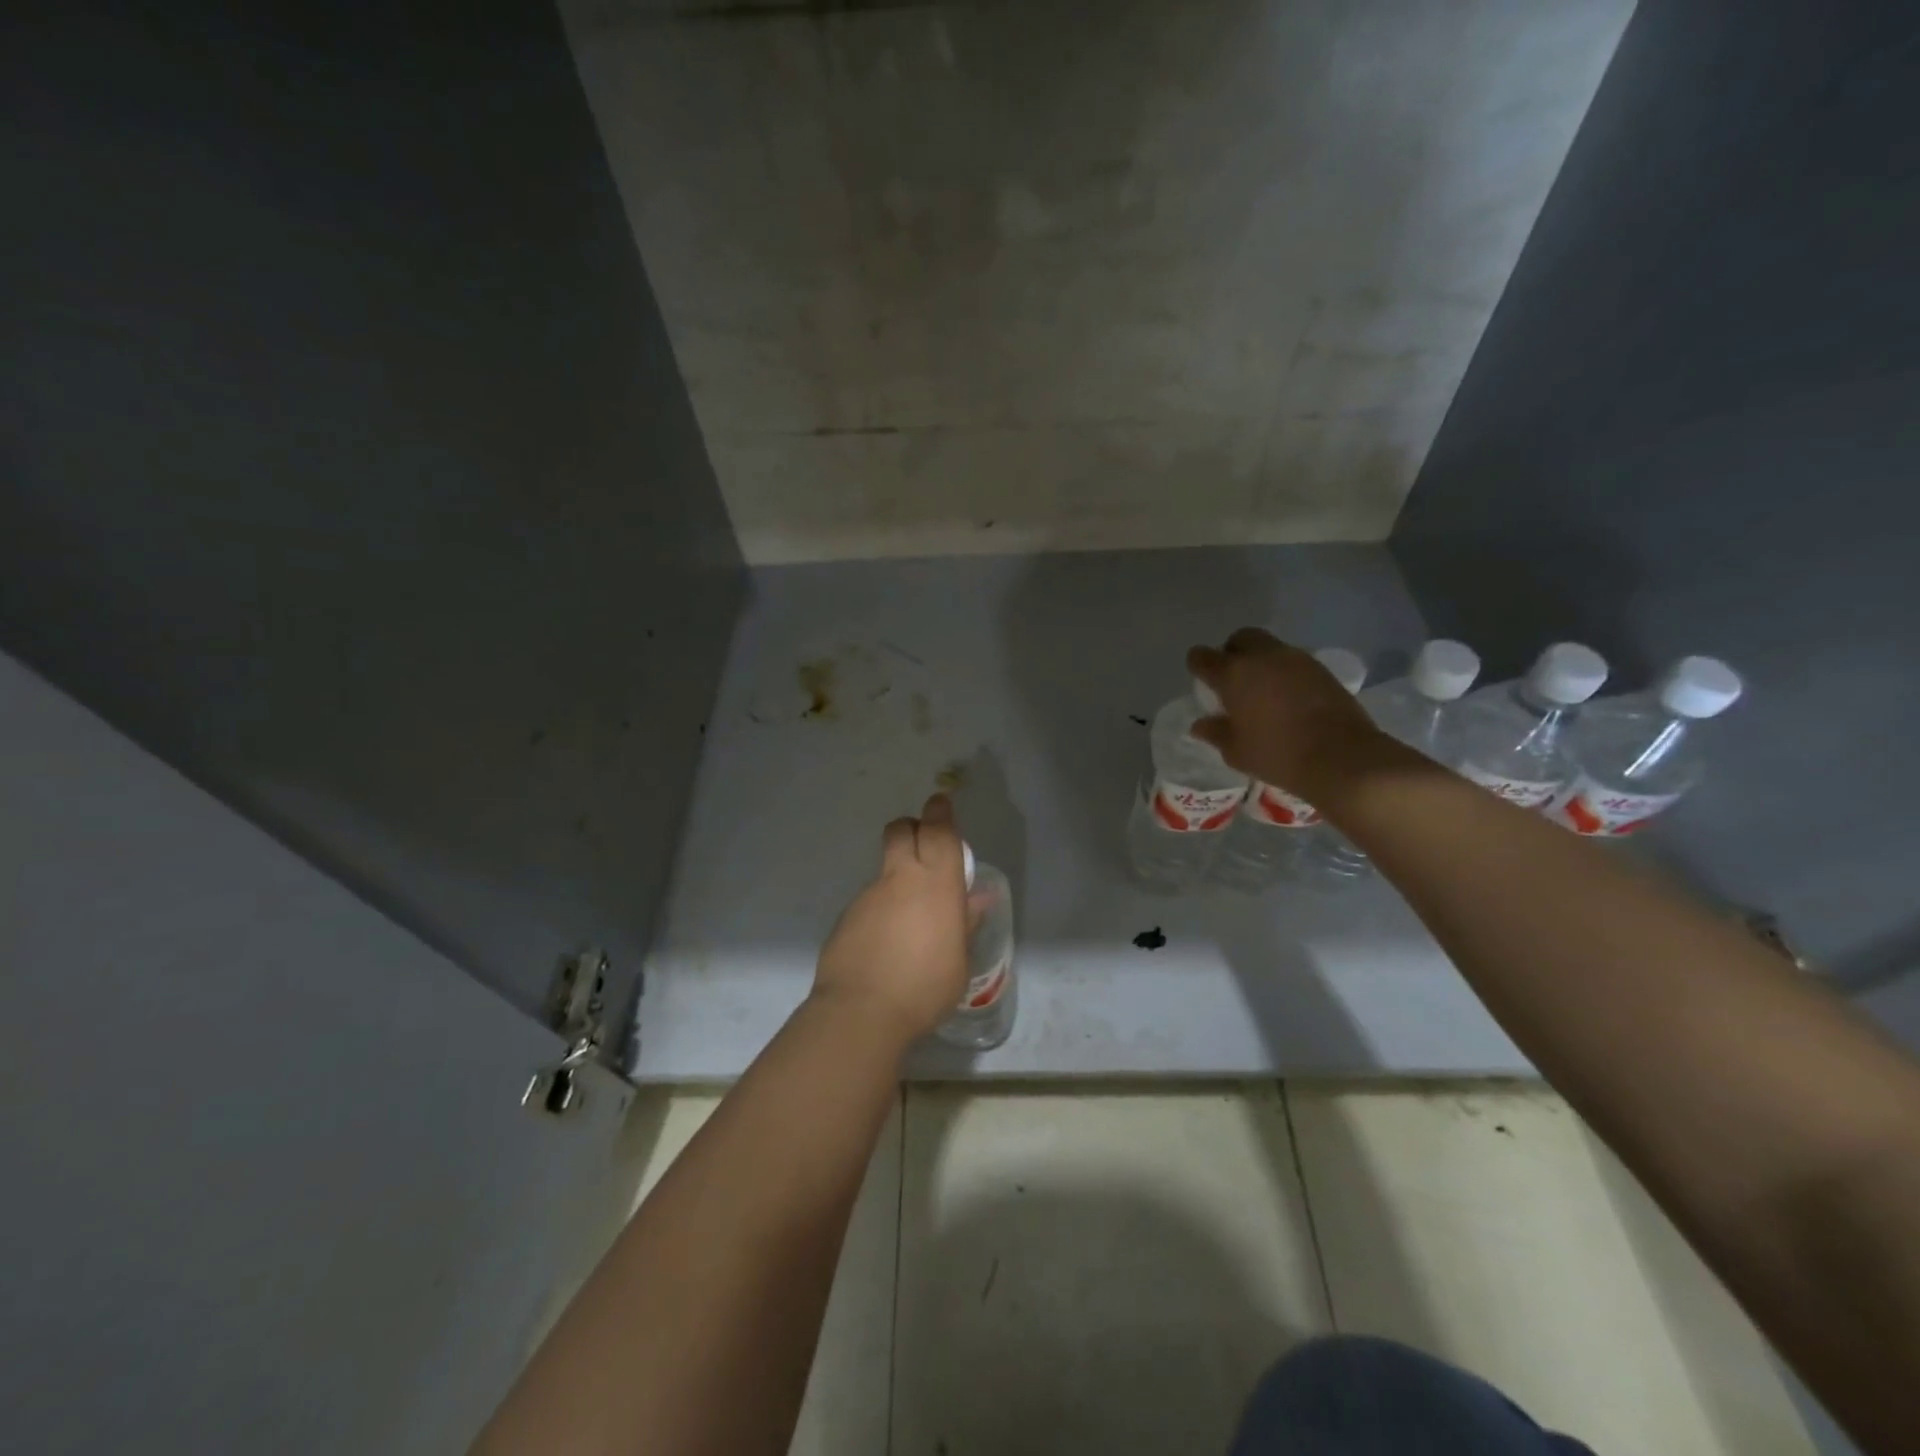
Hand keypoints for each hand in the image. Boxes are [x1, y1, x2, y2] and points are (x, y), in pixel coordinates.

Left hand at [811, 793, 970, 1047]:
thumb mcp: (959, 960)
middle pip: (901, 830)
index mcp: (936, 883)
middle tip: (923, 845)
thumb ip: (965, 922)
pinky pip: (869, 901)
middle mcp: (900, 879)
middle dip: (912, 827)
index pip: (939, 831)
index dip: (941, 812)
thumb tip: (977, 897)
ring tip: (909, 919)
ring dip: (898, 878)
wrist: (861, 1012)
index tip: (941, 803)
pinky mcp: (847, 917)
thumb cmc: (925, 986)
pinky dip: (881, 910)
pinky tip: (887, 944)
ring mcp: (868, 896)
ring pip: (884, 869)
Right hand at [1188, 628, 1384, 795]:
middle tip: (1233, 679)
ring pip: (1269, 647)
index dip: (1198, 665)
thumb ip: (1215, 732)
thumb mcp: (1236, 751)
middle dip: (1232, 652)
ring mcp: (1295, 659)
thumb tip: (1200, 724)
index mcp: (1233, 675)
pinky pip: (1292, 661)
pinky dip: (1284, 672)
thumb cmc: (1277, 755)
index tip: (1201, 680)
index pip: (1202, 656)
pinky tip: (1288, 697)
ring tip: (1262, 690)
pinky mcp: (1320, 668)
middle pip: (1239, 638)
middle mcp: (1262, 657)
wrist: (1341, 757)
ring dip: (1260, 661)